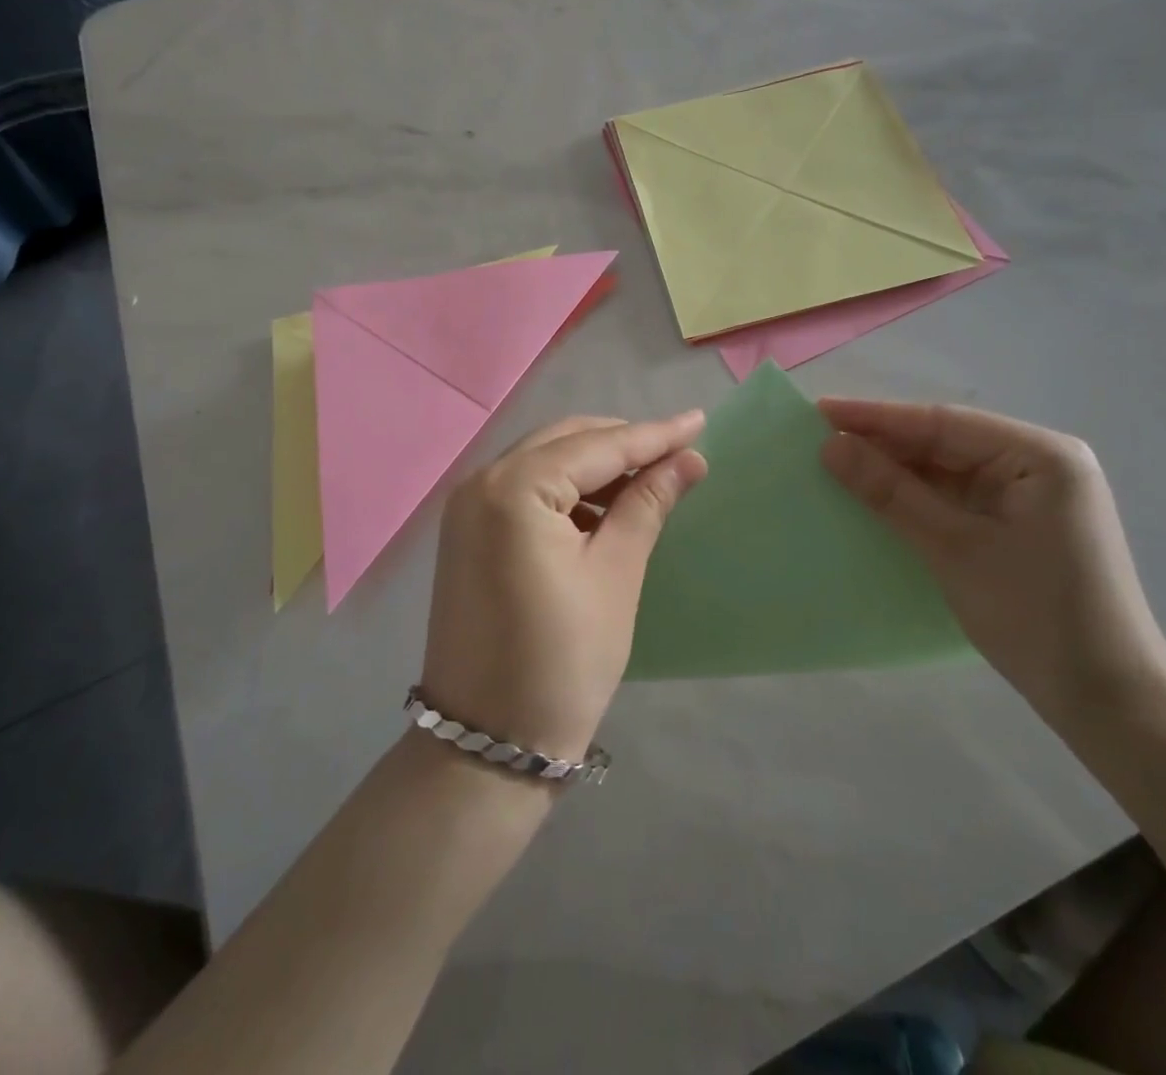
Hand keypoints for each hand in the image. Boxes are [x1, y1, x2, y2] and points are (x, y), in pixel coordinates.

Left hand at [422, 412, 707, 763]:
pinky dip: (566, 490)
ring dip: (595, 466)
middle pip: (565, 442)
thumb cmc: (563, 660)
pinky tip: (603, 509)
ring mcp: (466, 508)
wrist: (487, 745)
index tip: (699, 421)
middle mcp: (480, 482)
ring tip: (649, 482)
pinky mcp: (466, 534)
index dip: (654, 435)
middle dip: (623, 443)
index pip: (598, 446)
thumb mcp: (616, 574)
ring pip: (544, 462)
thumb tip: (688, 459)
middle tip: (678, 453)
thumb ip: (648, 504)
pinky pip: (524, 490)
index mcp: (514, 488)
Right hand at [819, 399, 1165, 725]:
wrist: (1107, 702)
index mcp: (1041, 455)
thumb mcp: (953, 548)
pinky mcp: (1021, 525)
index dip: (877, 417)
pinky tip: (878, 497)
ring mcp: (1032, 496)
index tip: (820, 410)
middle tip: (820, 437)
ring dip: (897, 471)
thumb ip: (890, 492)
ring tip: (838, 463)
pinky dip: (918, 498)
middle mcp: (1040, 464)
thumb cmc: (1035, 615)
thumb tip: (830, 446)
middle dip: (885, 443)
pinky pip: (958, 498)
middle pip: (947, 442)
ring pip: (949, 470)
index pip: (944, 423)